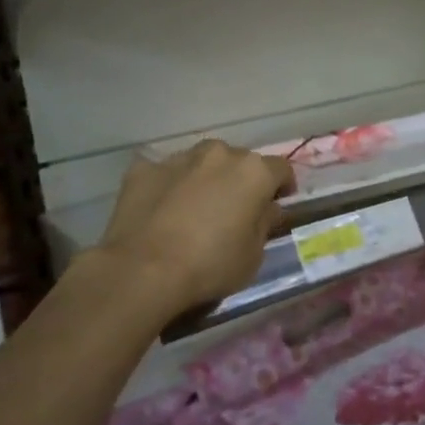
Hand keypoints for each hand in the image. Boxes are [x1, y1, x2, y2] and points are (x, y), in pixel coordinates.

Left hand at [96, 141, 294, 317]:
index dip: (282, 187)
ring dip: (204, 178)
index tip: (276, 205)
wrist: (143, 271)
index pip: (281, 169)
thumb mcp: (254, 256)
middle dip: (240, 180)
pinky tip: (161, 210)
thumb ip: (264, 225)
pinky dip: (168, 186)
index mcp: (253, 172)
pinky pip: (164, 173)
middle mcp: (219, 154)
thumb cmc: (210, 266)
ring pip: (201, 162)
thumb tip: (267, 209)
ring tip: (194, 208)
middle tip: (233, 209)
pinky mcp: (143, 168)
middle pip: (238, 161)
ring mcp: (178, 158)